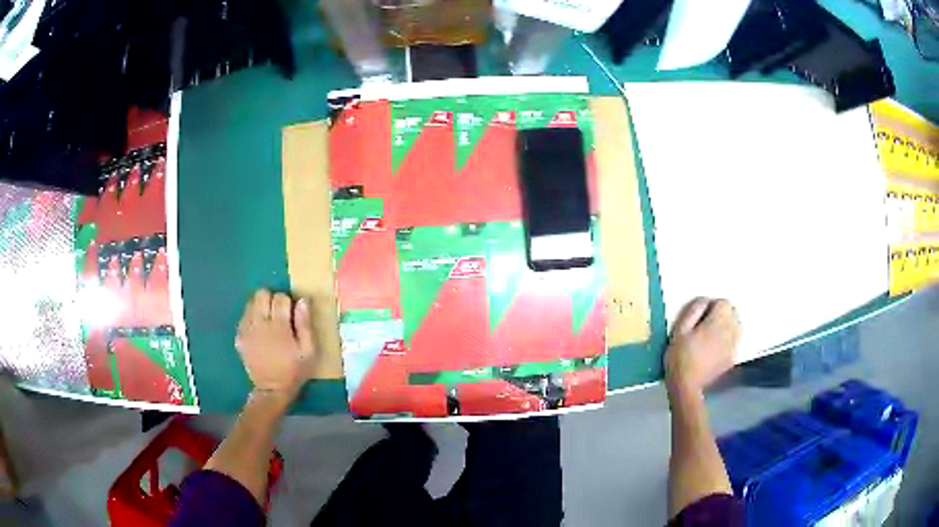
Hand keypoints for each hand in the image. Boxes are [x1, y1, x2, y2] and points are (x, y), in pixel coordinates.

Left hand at [235, 289, 316, 400]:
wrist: (271, 389)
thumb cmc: (294, 370)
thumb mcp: (309, 351)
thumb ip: (305, 324)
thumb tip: (302, 301)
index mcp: (278, 327)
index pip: (280, 297)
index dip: (287, 302)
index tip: (291, 313)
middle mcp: (259, 324)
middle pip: (261, 294)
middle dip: (270, 299)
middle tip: (278, 314)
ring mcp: (246, 330)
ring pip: (250, 303)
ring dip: (260, 307)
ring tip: (268, 322)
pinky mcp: (239, 337)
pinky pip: (244, 317)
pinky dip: (252, 318)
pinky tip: (259, 331)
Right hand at [664, 298, 739, 394]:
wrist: (687, 386)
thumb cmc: (680, 356)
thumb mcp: (680, 329)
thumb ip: (693, 310)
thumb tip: (704, 301)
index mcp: (718, 321)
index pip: (725, 303)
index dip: (713, 306)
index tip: (701, 316)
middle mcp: (731, 330)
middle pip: (733, 313)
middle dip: (722, 315)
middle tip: (706, 324)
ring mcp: (733, 345)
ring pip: (736, 327)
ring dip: (727, 327)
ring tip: (712, 336)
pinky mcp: (732, 358)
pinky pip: (734, 342)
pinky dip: (728, 341)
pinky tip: (715, 349)